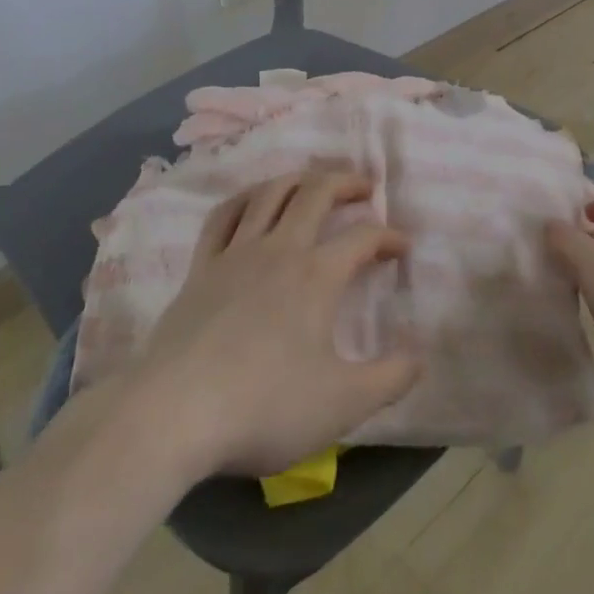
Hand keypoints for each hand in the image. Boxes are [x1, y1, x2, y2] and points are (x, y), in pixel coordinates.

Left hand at [131, 172, 420, 479]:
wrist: (172, 415)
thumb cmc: (263, 407)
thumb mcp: (341, 405)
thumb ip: (390, 379)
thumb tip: (421, 356)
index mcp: (317, 275)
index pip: (364, 237)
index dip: (389, 237)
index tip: (402, 248)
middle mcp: (280, 249)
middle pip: (317, 192)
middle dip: (346, 182)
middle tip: (364, 187)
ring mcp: (236, 254)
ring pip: (271, 193)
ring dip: (299, 179)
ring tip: (314, 182)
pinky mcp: (201, 268)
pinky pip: (224, 216)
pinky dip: (245, 199)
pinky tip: (252, 202)